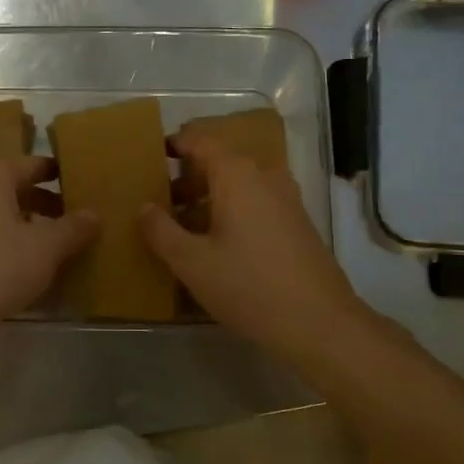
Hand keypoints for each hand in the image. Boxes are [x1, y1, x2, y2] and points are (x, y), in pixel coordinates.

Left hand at [0, 156, 96, 333]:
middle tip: (81, 219)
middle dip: (49, 203)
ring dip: (32, 225)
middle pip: (18, 188)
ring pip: (3, 213)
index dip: (63, 175)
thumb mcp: (47, 247)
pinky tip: (35, 265)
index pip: (36, 164)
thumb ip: (74, 227)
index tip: (88, 187)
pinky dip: (12, 243)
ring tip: (64, 244)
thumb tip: (95, 215)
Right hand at [139, 127, 368, 364]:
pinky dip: (230, 213)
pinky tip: (215, 246)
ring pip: (237, 186)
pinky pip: (254, 204)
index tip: (150, 157)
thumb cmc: (248, 285)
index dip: (174, 145)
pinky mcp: (296, 223)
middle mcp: (264, 176)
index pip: (199, 141)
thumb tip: (144, 207)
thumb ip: (161, 230)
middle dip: (186, 180)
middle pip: (218, 163)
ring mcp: (285, 199)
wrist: (319, 322)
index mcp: (237, 174)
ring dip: (207, 200)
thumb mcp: (191, 262)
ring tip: (181, 229)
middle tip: (158, 204)